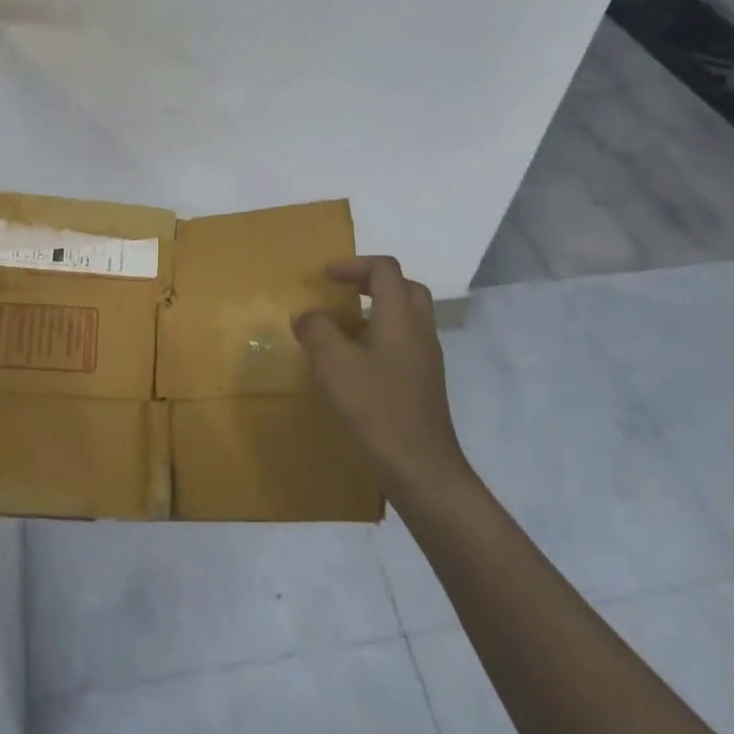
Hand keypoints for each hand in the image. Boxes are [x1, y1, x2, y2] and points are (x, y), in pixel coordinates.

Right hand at [293, 256, 469, 494]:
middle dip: (371, 282)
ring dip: (376, 310)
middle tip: (341, 292)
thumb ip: (316, 331)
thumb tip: (306, 316)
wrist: (421, 469)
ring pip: (406, 316)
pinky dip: (381, 336)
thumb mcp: (333, 364)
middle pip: (404, 287)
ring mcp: (426, 358)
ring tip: (342, 326)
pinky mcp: (424, 382)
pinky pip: (405, 342)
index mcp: (400, 316)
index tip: (324, 277)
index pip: (384, 269)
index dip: (353, 264)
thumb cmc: (376, 409)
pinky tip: (356, 362)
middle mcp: (419, 330)